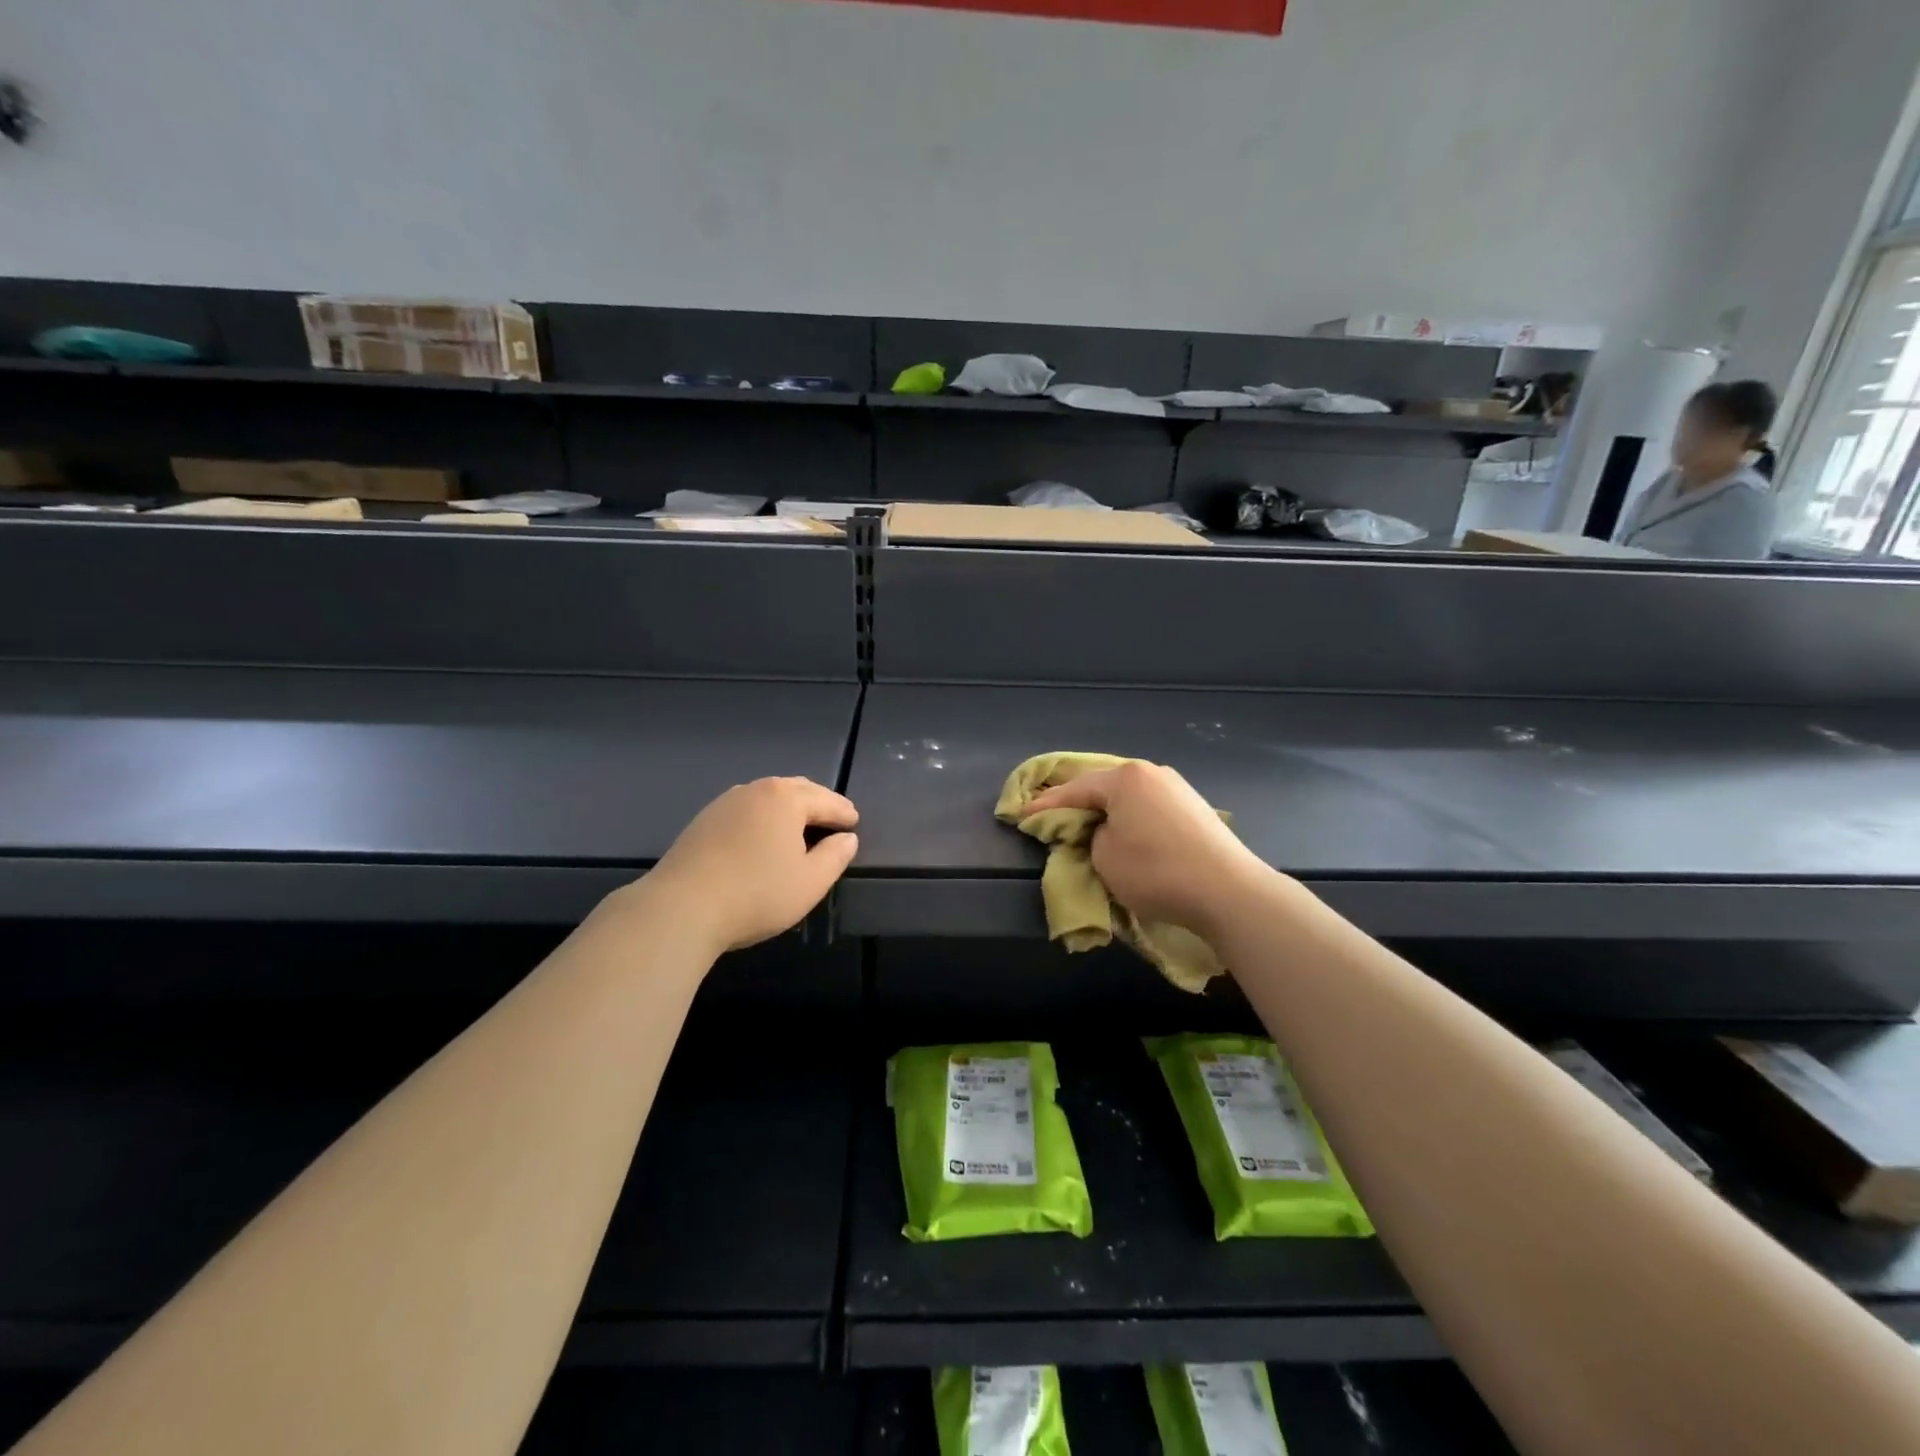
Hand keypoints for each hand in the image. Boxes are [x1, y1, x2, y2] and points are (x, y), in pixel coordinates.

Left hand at [637, 778, 858, 952]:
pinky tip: (762, 837)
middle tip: (832, 820)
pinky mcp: (703, 821)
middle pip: (796, 790)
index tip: (854, 823)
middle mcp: (755, 790)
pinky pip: (745, 811)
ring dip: (788, 809)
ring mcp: (725, 803)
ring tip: (799, 827)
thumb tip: (846, 838)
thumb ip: (835, 856)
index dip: (844, 812)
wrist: (681, 907)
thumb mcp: (810, 882)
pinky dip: (762, 818)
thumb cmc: (757, 893)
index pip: (826, 800)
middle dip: (817, 803)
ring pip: (767, 798)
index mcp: (786, 798)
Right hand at [1024, 761, 1270, 937]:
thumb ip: (1090, 837)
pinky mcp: (1194, 808)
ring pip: (1128, 796)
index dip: (1045, 806)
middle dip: (1076, 803)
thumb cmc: (1156, 871)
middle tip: (1051, 817)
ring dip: (1106, 810)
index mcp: (1125, 778)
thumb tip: (1101, 831)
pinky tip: (1124, 830)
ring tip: (1086, 824)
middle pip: (1102, 786)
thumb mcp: (1104, 858)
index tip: (1020, 816)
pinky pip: (1148, 807)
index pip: (1074, 790)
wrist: (1229, 891)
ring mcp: (1177, 788)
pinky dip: (1130, 817)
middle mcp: (1151, 773)